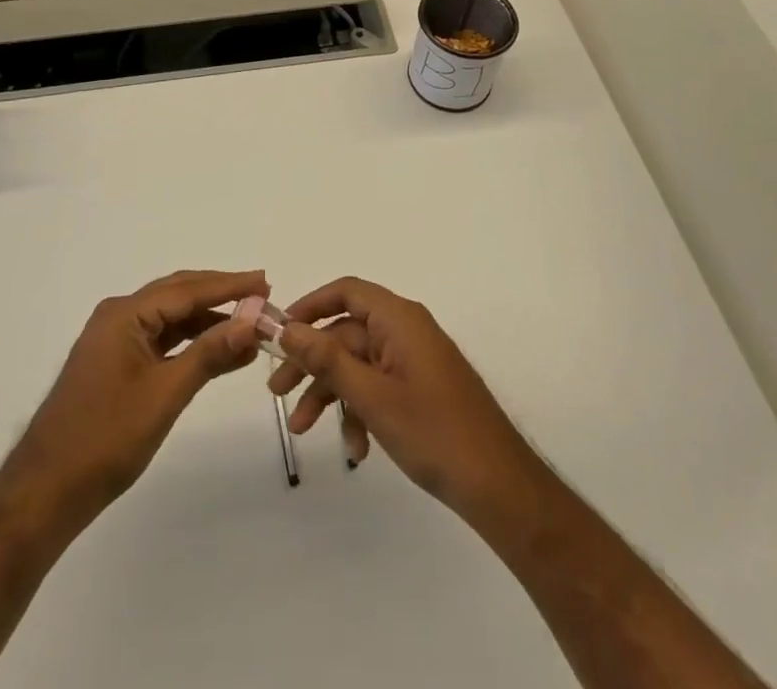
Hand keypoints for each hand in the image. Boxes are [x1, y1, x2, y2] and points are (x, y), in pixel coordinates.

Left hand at [2, 269, 266, 532]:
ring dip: (209, 322)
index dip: (229, 285)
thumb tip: (251, 320)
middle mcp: (119, 317)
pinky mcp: (116, 365)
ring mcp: (115, 341)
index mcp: (125, 314)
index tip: (265, 281)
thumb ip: (209, 353)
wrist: (46, 492)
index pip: (187, 289)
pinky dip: (192, 344)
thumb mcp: (165, 394)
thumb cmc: (105, 438)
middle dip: (221, 296)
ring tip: (249, 327)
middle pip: (179, 296)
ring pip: (171, 320)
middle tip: (262, 297)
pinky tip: (220, 353)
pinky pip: (162, 342)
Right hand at [268, 277, 550, 527]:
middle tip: (277, 392)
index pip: (347, 291)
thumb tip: (287, 329)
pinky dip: (361, 410)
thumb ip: (327, 359)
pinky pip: (379, 386)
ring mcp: (415, 360)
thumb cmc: (433, 432)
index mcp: (399, 318)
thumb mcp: (371, 396)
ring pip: (359, 364)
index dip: (310, 306)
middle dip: (312, 363)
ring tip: (305, 430)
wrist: (498, 485)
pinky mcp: (421, 387)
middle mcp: (406, 330)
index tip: (281, 332)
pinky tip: (357, 450)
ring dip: (332, 394)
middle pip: (346, 333)